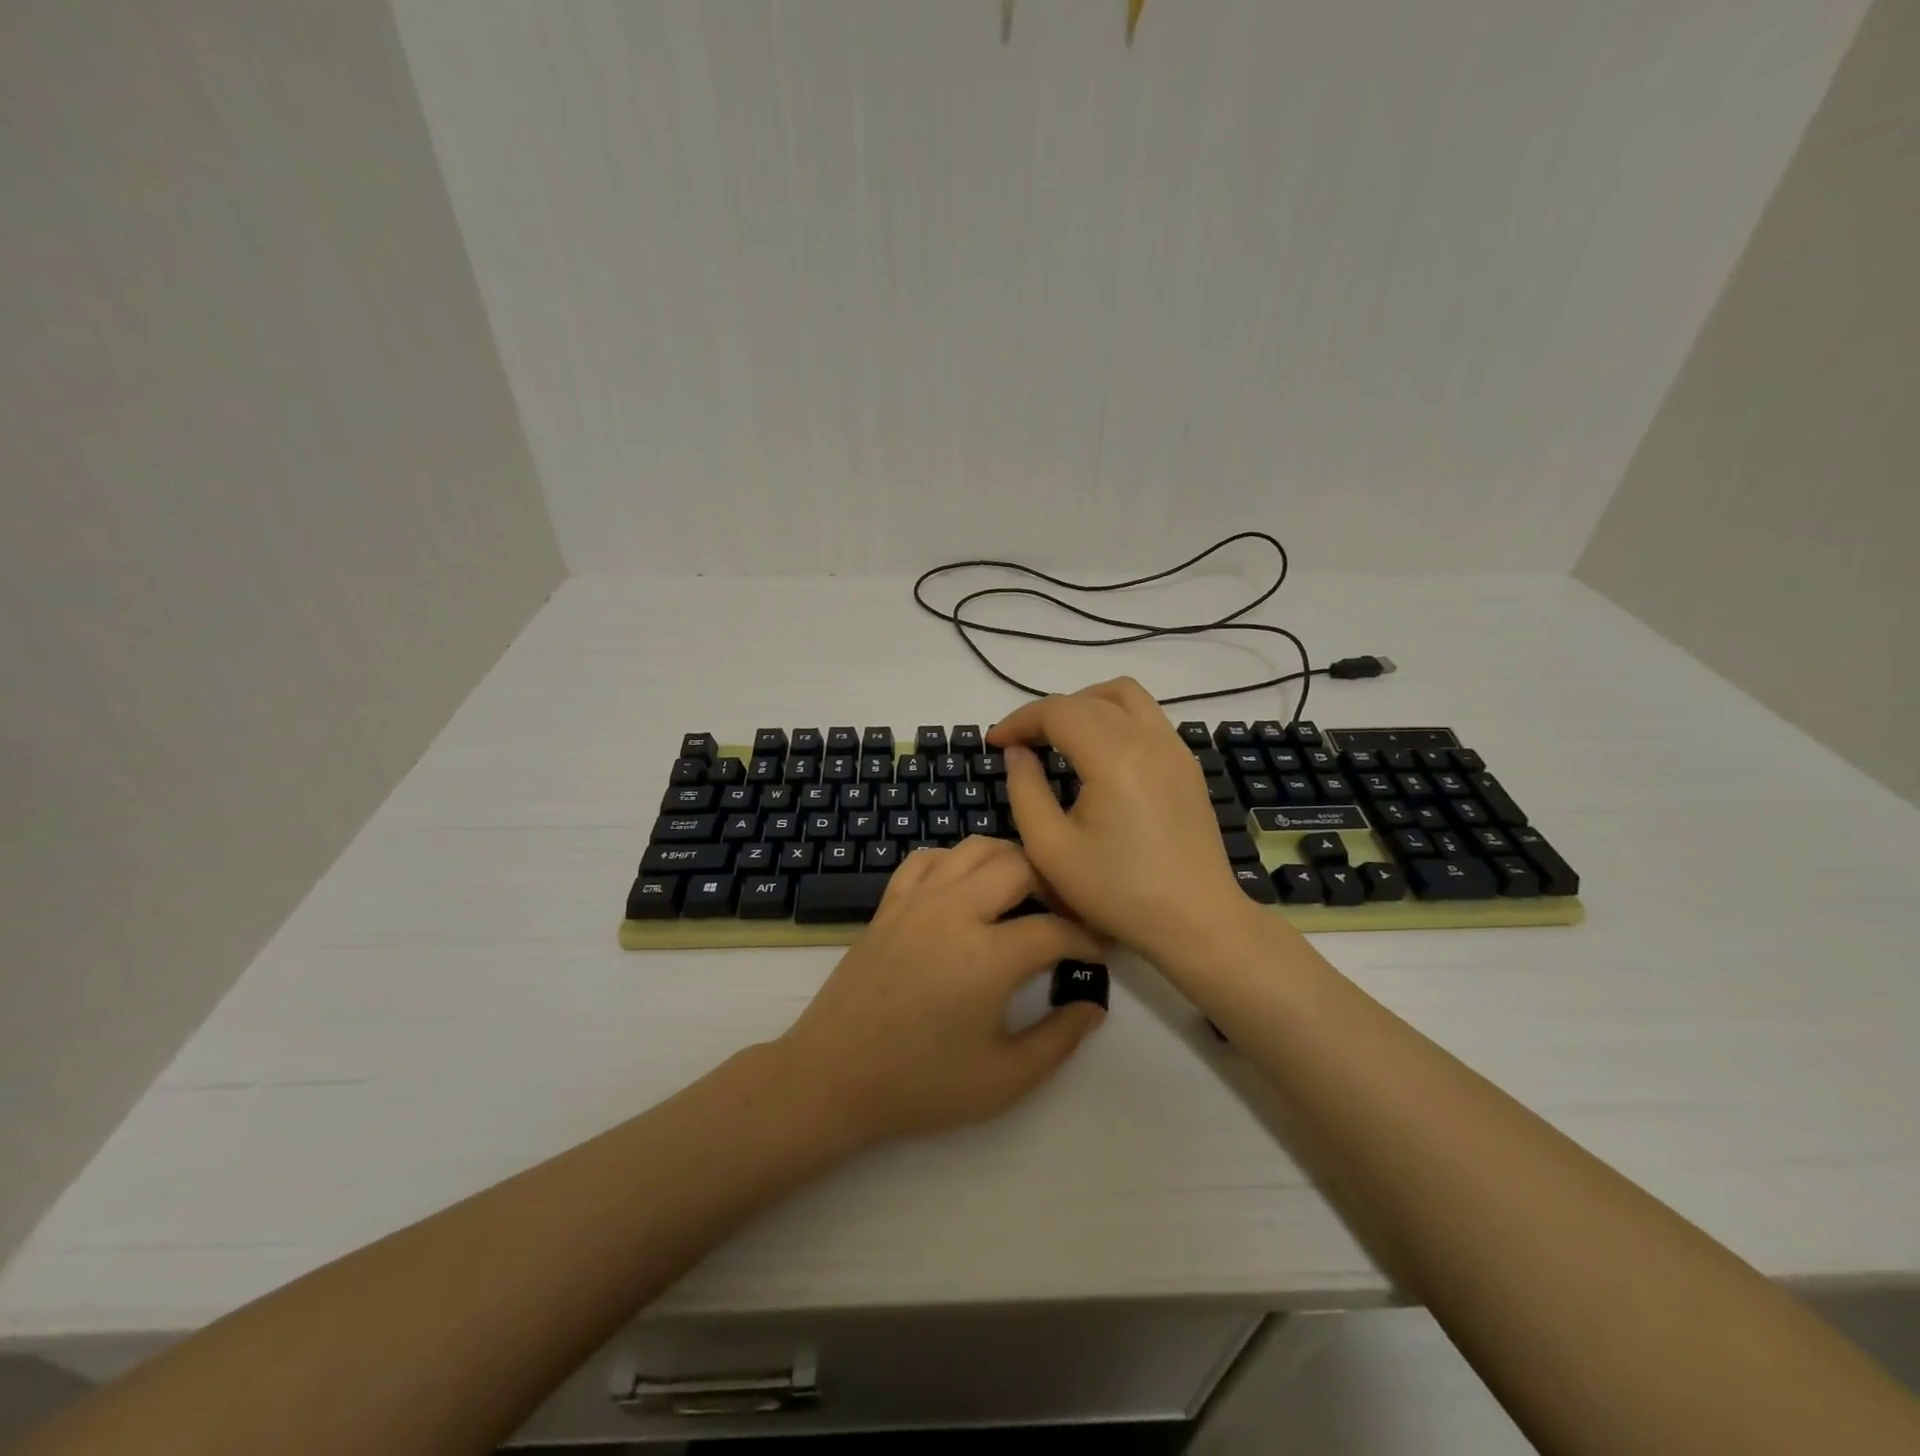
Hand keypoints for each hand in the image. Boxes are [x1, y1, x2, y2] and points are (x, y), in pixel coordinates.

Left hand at [777, 837, 1106, 1146]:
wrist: (833, 1077)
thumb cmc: (921, 1085)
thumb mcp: (1004, 1079)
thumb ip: (1059, 1039)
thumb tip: (1092, 1005)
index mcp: (988, 955)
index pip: (1055, 929)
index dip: (1086, 940)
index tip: (1095, 954)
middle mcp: (955, 910)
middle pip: (1019, 864)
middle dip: (1052, 884)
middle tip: (1062, 916)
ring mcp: (917, 900)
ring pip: (974, 848)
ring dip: (1007, 862)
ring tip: (1021, 895)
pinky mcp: (889, 903)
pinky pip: (928, 858)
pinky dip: (956, 861)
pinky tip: (964, 889)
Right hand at [989, 677, 1255, 962]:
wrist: (1196, 921)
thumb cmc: (1117, 892)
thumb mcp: (1051, 848)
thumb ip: (1025, 790)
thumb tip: (1018, 752)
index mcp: (1114, 757)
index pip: (1058, 711)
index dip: (1020, 720)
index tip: (995, 742)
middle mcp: (1148, 739)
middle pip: (1089, 699)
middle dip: (1047, 713)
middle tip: (1020, 744)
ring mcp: (1174, 748)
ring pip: (1125, 696)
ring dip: (1085, 705)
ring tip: (1060, 737)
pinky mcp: (1186, 764)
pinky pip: (1147, 717)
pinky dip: (1115, 718)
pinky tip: (1099, 755)